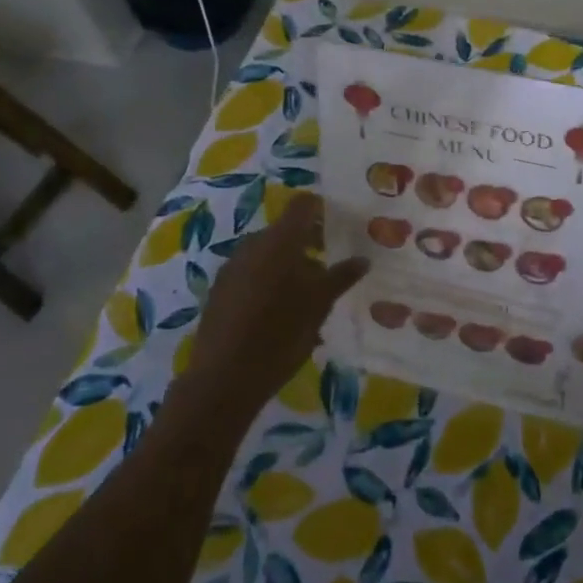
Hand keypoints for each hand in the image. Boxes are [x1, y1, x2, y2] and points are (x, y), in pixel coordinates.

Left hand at [186, 193, 367, 415]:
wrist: (224, 377)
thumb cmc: (281, 333)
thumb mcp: (319, 304)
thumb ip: (341, 276)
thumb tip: (363, 259)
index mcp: (280, 240)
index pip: (302, 205)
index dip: (321, 209)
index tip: (339, 224)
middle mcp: (253, 244)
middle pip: (285, 231)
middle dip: (308, 243)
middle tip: (329, 266)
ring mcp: (232, 267)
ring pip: (267, 254)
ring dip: (288, 266)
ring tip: (307, 296)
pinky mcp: (220, 290)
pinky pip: (251, 274)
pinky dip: (269, 282)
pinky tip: (280, 313)